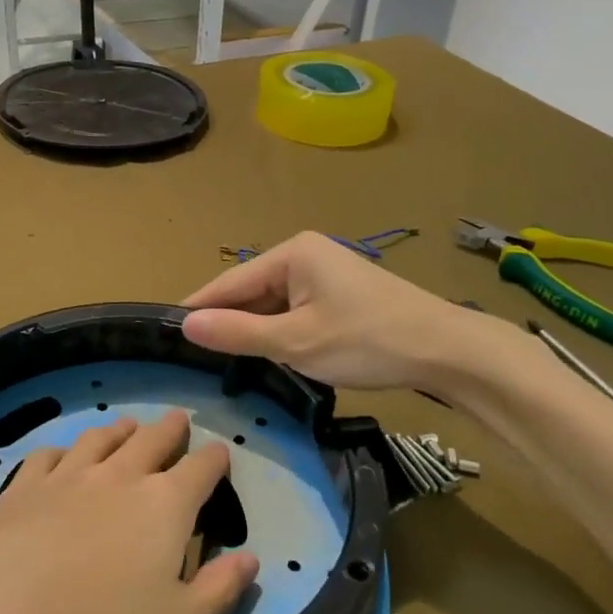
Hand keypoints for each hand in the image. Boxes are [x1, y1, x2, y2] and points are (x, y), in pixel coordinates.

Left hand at [0, 411, 258, 613]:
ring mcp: (68, 477)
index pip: (201, 469)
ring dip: (119, 430)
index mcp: (165, 505)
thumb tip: (250, 559)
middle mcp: (120, 477)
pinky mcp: (23, 488)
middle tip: (178, 419)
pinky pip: (48, 455)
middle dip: (171, 429)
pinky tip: (60, 457)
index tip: (220, 452)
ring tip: (128, 426)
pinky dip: (62, 451)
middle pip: (152, 440)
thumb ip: (218, 591)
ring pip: (101, 439)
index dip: (215, 458)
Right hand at [182, 232, 478, 391]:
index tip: (167, 331)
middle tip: (195, 356)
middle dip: (229, 321)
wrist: (445, 349)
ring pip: (275, 302)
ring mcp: (327, 272)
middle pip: (252, 290)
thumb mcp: (296, 342)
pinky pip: (297, 309)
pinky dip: (282, 331)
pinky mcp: (342, 293)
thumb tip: (186, 324)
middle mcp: (306, 253)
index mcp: (292, 253)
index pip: (230, 281)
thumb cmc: (366, 340)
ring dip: (256, 329)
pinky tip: (271, 354)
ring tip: (225, 360)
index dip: (199, 307)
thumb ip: (238, 333)